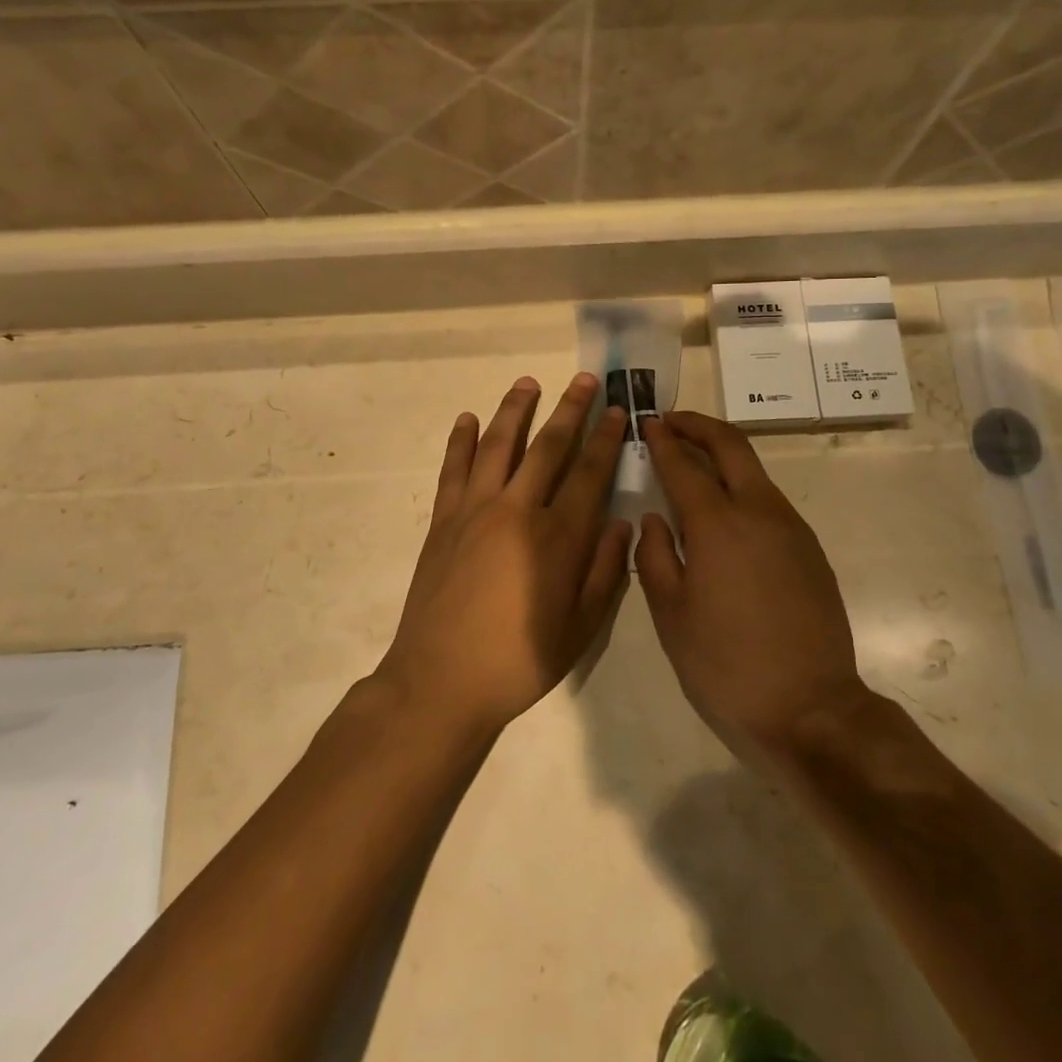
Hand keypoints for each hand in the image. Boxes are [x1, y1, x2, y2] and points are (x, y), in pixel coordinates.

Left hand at [378, 375, 630, 738]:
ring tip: (528, 382)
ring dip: (515, 410)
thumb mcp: (579, 628)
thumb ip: (603, 572)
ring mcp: (474, 511)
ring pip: (498, 445)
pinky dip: (459, 441)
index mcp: (557, 538)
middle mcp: (517, 511)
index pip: (589, 473)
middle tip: (584, 379)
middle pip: (548, 447)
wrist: (440, 682)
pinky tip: (466, 419)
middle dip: (569, 409)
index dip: (606, 439)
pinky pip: (453, 470)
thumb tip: (622, 524)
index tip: (617, 410)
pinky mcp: (443, 521)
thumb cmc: (518, 661)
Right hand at [636, 412, 869, 753]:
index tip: (649, 422)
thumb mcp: (671, 614)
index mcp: (717, 524)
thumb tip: (655, 518)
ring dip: (722, 454)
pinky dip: (741, 486)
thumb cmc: (726, 665)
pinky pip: (769, 500)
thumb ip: (655, 555)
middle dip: (699, 425)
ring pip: (754, 471)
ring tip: (692, 462)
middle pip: (731, 444)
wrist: (811, 709)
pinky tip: (725, 512)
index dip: (663, 439)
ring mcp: (791, 527)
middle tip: (672, 421)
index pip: (683, 464)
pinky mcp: (810, 548)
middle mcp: (759, 511)